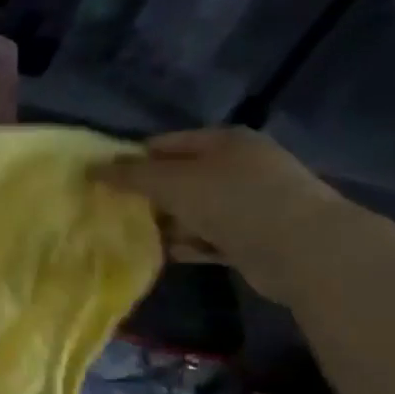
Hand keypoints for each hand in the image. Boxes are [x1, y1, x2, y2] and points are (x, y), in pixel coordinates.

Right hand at [98, 129, 349, 301]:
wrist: (303, 249)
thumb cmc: (233, 201)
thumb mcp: (172, 182)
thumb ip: (130, 175)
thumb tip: (91, 168)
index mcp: (224, 141)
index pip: (166, 143)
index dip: (133, 159)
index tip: (102, 180)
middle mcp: (240, 166)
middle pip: (181, 176)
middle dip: (149, 193)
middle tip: (114, 209)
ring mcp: (252, 202)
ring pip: (195, 208)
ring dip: (168, 221)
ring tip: (133, 233)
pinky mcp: (256, 237)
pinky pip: (210, 237)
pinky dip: (189, 243)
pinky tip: (165, 252)